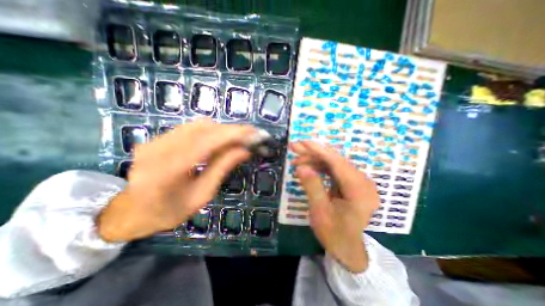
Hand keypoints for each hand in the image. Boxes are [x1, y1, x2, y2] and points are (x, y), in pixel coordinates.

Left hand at [97, 118, 257, 240]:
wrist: (131, 212)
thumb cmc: (169, 211)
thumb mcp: (202, 195)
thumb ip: (222, 168)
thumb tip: (244, 150)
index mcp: (169, 169)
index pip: (207, 141)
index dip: (233, 134)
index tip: (254, 132)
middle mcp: (159, 148)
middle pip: (204, 128)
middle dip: (231, 130)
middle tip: (250, 136)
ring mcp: (156, 140)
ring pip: (198, 125)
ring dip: (222, 130)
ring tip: (238, 139)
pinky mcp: (157, 137)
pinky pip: (190, 128)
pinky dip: (210, 131)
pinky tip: (219, 140)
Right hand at [289, 141, 379, 272]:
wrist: (346, 247)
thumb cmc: (334, 233)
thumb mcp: (320, 212)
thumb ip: (312, 187)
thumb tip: (301, 167)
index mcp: (360, 191)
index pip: (338, 163)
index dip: (319, 151)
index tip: (303, 142)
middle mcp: (362, 182)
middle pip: (335, 160)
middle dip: (313, 153)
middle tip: (294, 148)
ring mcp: (357, 182)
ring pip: (332, 163)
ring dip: (313, 160)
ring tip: (296, 162)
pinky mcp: (350, 183)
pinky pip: (333, 169)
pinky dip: (318, 167)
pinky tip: (306, 168)